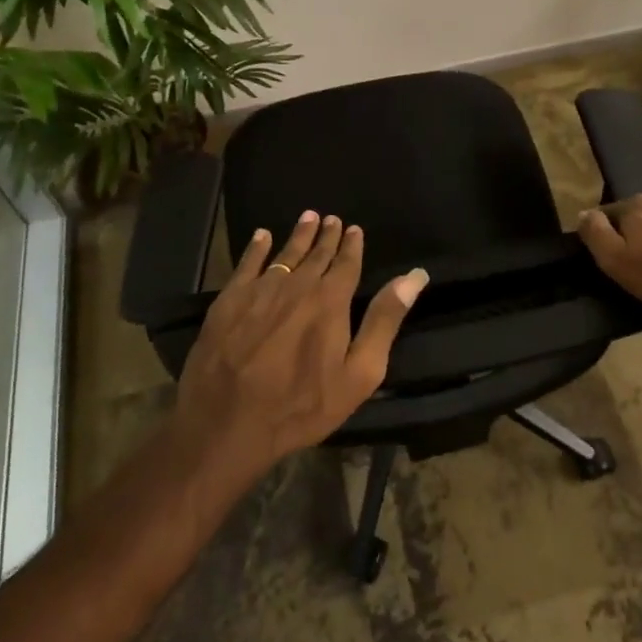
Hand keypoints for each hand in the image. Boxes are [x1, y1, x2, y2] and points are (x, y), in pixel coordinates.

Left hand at [175, 210, 427, 475]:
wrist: (227, 423)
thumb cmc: (302, 405)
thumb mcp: (359, 373)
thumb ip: (385, 320)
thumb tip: (415, 276)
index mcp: (330, 300)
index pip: (346, 263)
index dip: (352, 245)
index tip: (354, 229)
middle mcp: (297, 285)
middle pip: (316, 254)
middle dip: (326, 235)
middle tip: (331, 219)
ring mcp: (259, 290)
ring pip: (284, 254)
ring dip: (298, 235)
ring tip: (307, 217)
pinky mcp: (229, 300)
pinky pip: (247, 264)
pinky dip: (257, 247)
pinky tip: (262, 236)